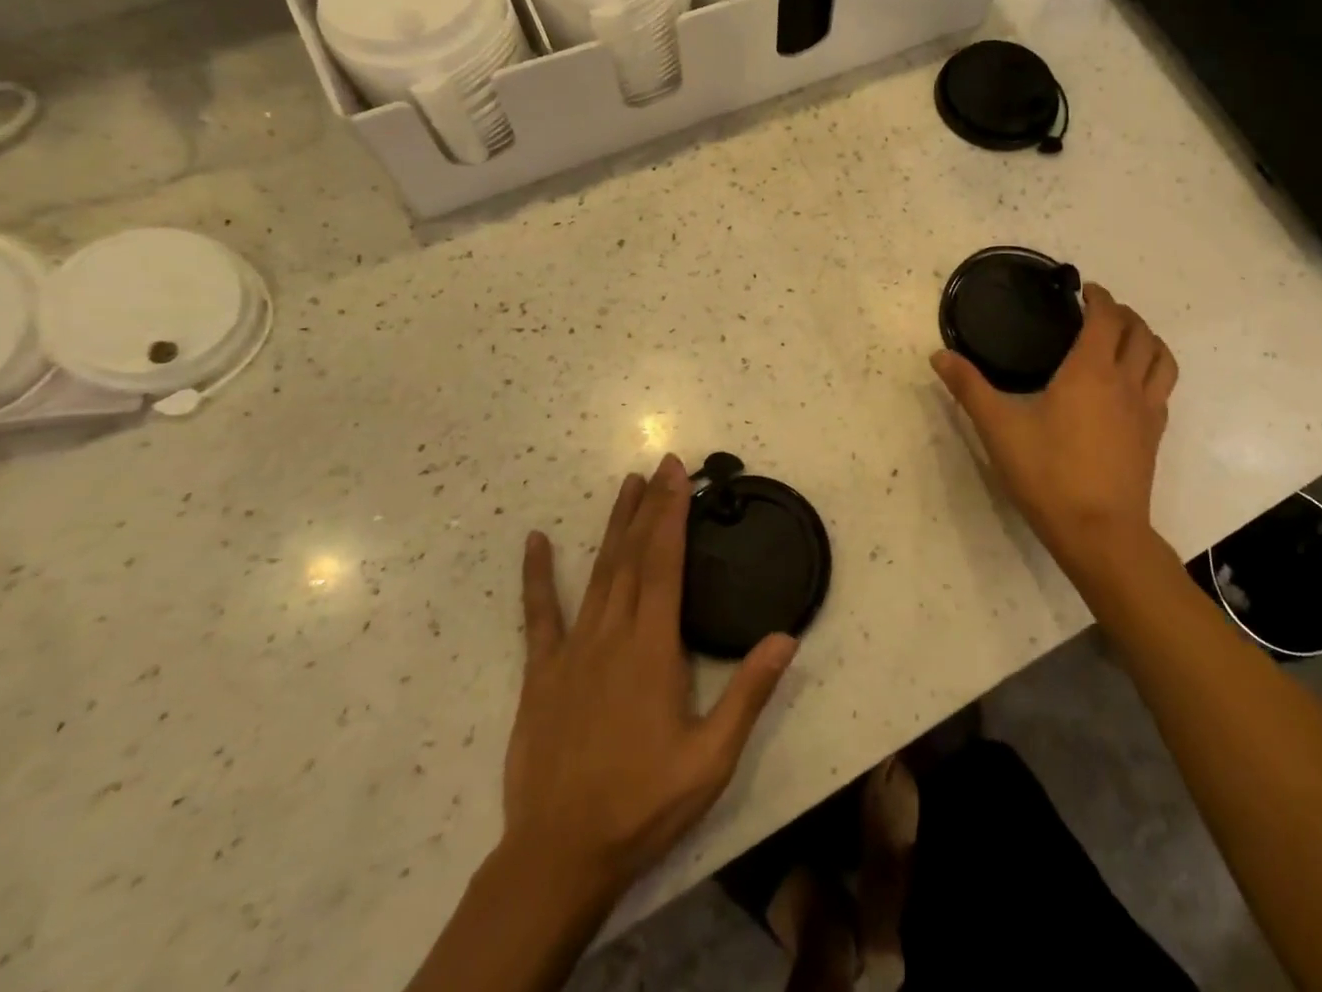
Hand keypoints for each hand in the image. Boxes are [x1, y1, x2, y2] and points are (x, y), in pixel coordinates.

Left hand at [502, 454, 796, 907]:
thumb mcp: (711, 758)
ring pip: (597, 572)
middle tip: (660, 463)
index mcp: (652, 648)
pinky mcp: (541, 674)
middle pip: (633, 556)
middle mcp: (611, 634)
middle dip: (650, 505)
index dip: (672, 513)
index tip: (678, 474)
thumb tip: (786, 636)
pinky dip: (537, 576)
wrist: (558, 857)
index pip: (664, 563)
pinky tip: (535, 542)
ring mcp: (572, 651)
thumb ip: (748, 694)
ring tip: (625, 485)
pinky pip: (539, 615)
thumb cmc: (643, 803)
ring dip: (613, 525)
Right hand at [931, 282, 1177, 574]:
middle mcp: (1126, 382)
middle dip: (1122, 313)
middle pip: (1139, 332)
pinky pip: (1163, 388)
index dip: (1099, 297)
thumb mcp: (999, 429)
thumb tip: (938, 355)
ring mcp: (1146, 410)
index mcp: (1091, 371)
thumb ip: (969, 388)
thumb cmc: (1048, 474)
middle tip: (1098, 311)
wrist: (1100, 533)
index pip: (1107, 318)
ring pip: (1161, 358)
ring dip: (1146, 338)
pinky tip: (1132, 384)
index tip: (1084, 290)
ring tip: (1124, 337)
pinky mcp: (1154, 435)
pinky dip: (1153, 370)